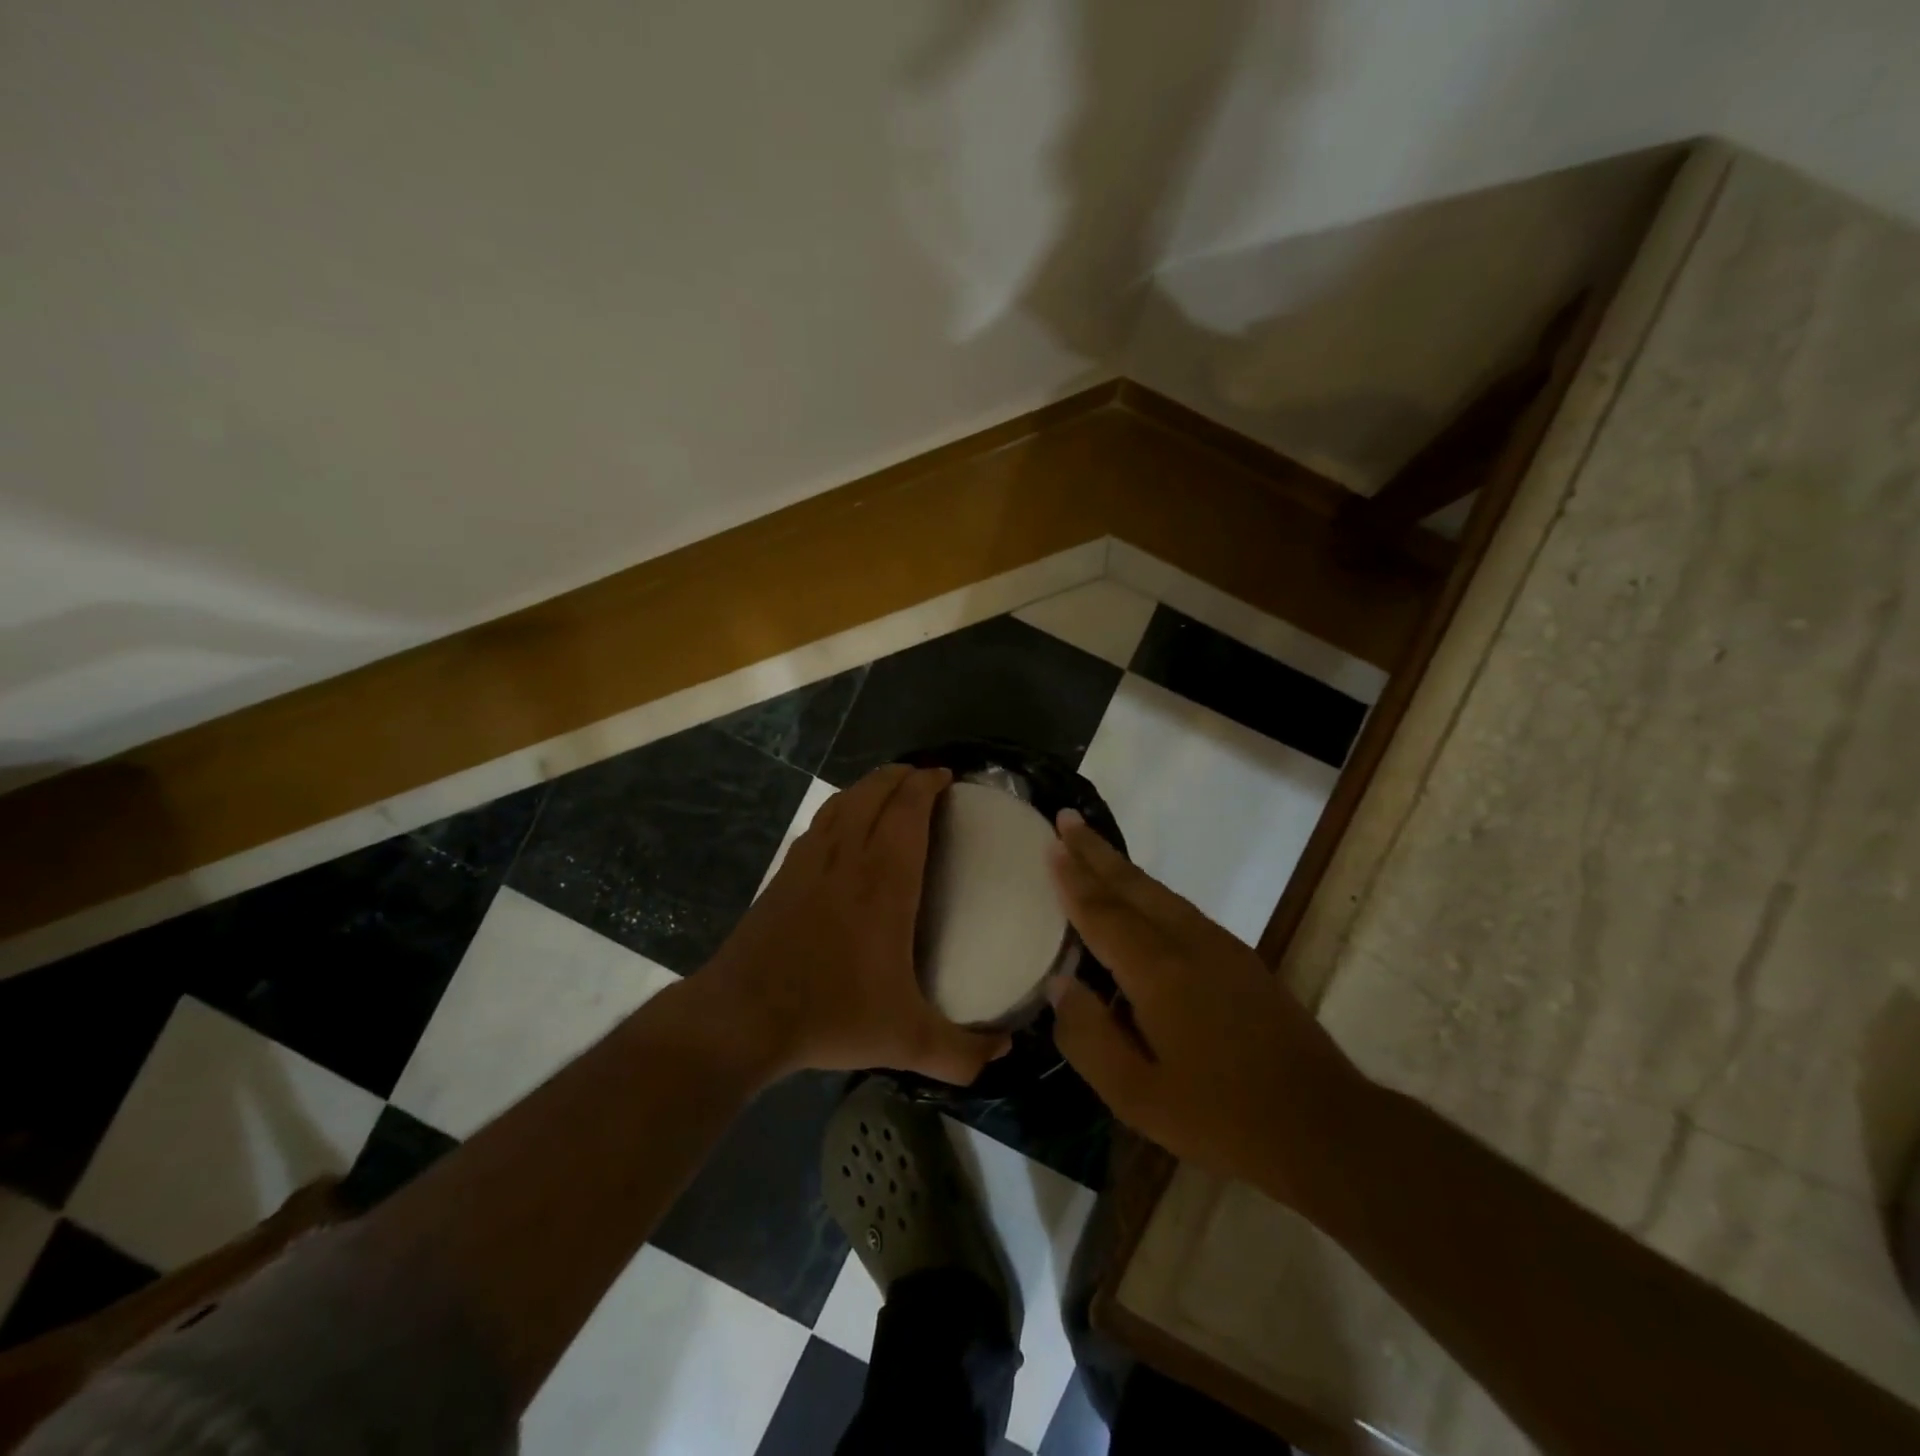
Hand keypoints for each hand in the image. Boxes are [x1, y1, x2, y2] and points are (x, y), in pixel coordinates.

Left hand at [704, 764, 1009, 1084]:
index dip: (927, 784)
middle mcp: (848, 857)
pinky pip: (819, 823)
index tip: (945, 776)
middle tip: (924, 779)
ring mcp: (810, 861)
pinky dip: (839, 809)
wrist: (742, 1016)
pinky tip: (842, 825)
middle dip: (902, 775)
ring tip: (889, 789)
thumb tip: (1005, 1052)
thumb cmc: (830, 1014)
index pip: (908, 810)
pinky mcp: (784, 874)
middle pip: (875, 792)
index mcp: (884, 881)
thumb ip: (961, 1052)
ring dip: (869, 785)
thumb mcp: (906, 1041)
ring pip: (843, 801)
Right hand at [1046, 811, 1369, 1205]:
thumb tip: (1060, 986)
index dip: (1073, 878)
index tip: (1050, 843)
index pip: (1103, 912)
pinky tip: (1142, 899)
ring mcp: (1220, 947)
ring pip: (1160, 893)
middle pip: (1133, 886)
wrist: (1325, 1126)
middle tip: (1066, 820)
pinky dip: (1150, 891)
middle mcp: (1188, 944)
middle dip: (1096, 852)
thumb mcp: (1137, 1096)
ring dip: (1123, 867)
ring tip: (1093, 847)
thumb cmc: (1223, 1117)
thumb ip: (1089, 1038)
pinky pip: (1181, 908)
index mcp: (1158, 972)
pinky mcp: (1241, 959)